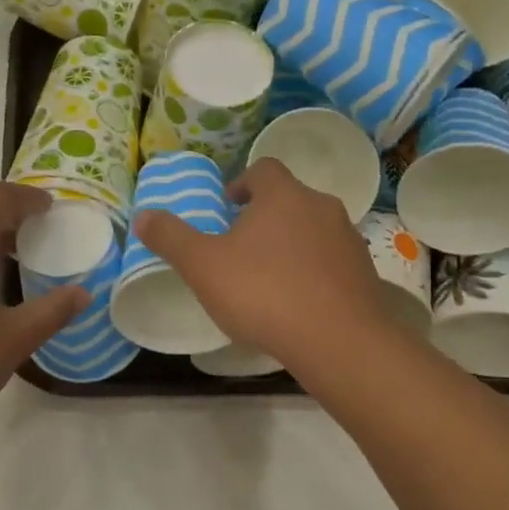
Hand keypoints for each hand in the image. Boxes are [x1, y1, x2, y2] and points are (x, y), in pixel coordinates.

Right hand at [132, 159, 398, 366]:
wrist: (340, 341)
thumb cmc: (264, 293)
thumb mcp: (203, 266)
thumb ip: (171, 238)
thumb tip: (143, 215)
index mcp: (283, 195)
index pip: (263, 169)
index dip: (242, 183)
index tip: (226, 208)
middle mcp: (321, 207)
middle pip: (289, 199)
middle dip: (264, 217)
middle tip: (240, 247)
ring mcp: (348, 239)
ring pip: (313, 230)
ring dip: (291, 244)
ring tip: (268, 278)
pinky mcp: (365, 273)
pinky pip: (332, 262)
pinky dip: (314, 272)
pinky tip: (298, 303)